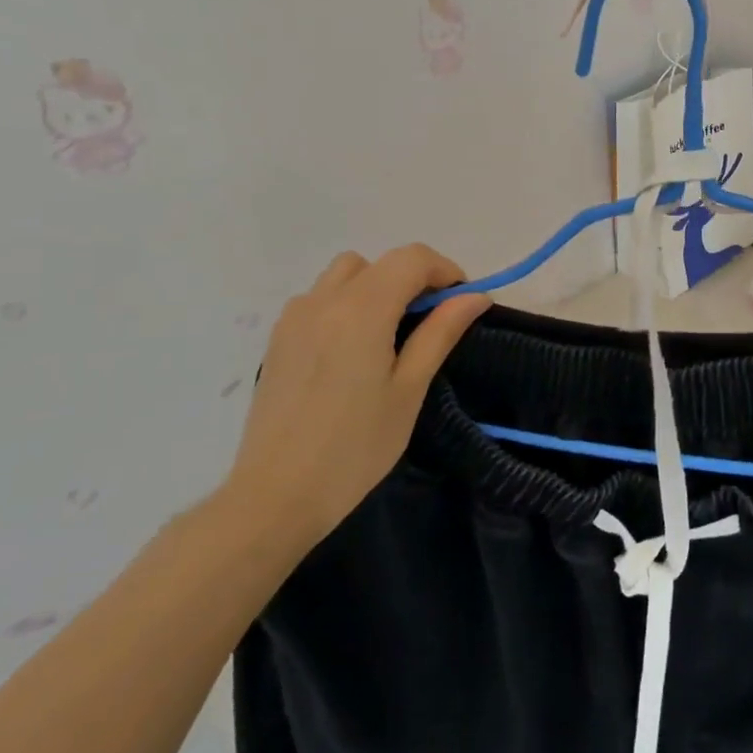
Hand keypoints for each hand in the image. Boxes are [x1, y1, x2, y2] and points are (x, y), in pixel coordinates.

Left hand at [221, 247, 490, 552]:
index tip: (460, 304)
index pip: (411, 258)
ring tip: (389, 334)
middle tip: (430, 322)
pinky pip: (319, 299)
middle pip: (378, 263)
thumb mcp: (410, 389)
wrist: (277, 494)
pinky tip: (353, 350)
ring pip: (345, 275)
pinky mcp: (278, 340)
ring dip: (376, 287)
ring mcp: (294, 318)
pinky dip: (346, 304)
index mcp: (361, 310)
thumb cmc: (356, 446)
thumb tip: (475, 297)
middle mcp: (324, 301)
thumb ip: (441, 333)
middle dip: (412, 279)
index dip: (444, 271)